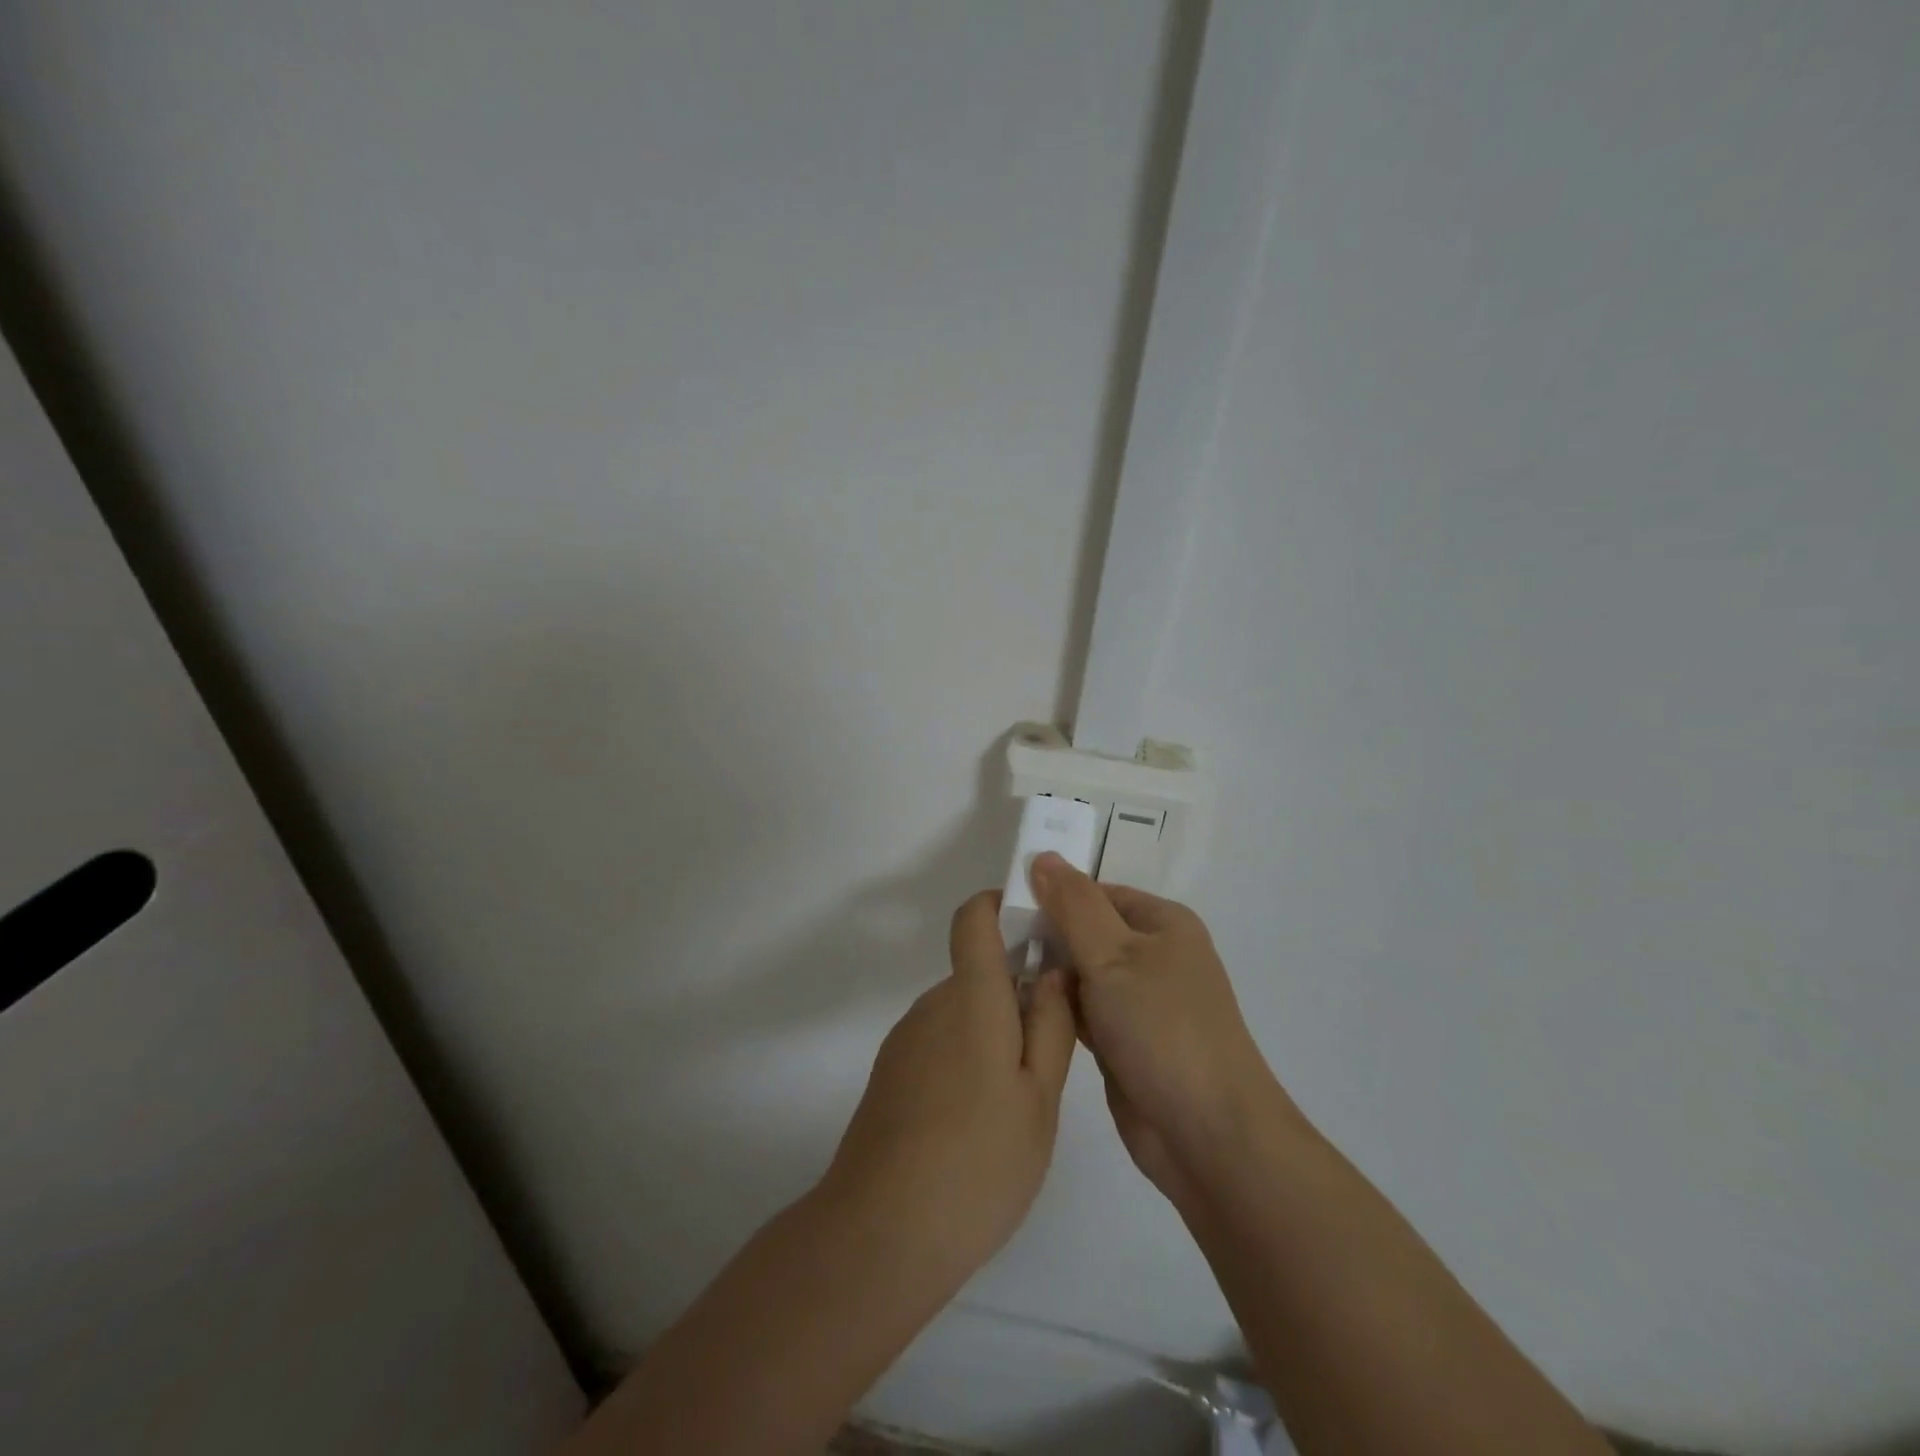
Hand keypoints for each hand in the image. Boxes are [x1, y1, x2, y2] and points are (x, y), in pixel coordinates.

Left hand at [823, 890, 1076, 1281]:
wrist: (881, 1233)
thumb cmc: (979, 1161)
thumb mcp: (1039, 1097)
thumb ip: (1051, 1025)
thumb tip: (1052, 971)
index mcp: (971, 998)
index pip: (974, 918)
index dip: (1002, 906)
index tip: (1038, 931)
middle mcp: (933, 1005)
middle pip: (978, 974)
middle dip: (1016, 997)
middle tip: (1050, 1058)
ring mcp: (906, 1041)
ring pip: (961, 1014)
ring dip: (993, 1036)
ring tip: (1018, 1106)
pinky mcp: (891, 1075)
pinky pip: (940, 1045)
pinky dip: (966, 1062)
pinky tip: (978, 1127)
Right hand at [1029, 853, 1288, 1206]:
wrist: (1208, 1135)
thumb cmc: (1163, 1028)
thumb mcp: (1113, 955)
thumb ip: (1073, 905)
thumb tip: (1041, 856)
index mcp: (1162, 923)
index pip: (1094, 892)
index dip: (1051, 895)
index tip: (1004, 907)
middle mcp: (1154, 956)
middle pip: (1086, 931)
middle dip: (1046, 936)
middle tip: (994, 944)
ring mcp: (1140, 1002)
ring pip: (1082, 973)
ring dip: (1049, 975)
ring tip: (998, 974)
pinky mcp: (1125, 1041)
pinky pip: (1083, 1011)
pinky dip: (1058, 1009)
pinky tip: (1021, 1010)